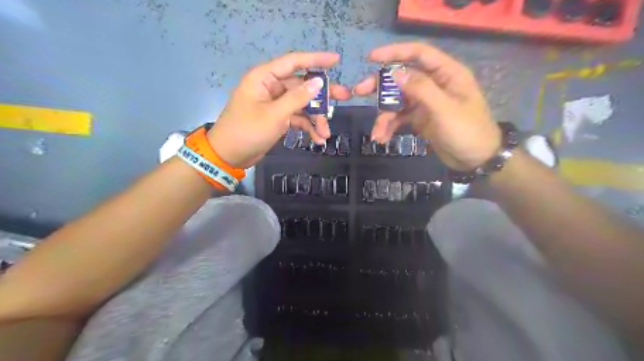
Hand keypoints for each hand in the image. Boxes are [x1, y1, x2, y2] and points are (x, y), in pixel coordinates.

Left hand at [207, 52, 349, 169]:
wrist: (229, 156)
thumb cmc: (247, 131)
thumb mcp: (274, 115)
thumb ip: (297, 98)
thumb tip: (318, 82)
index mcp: (265, 78)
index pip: (293, 62)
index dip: (316, 60)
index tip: (336, 60)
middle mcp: (271, 87)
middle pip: (302, 86)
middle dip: (322, 95)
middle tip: (345, 96)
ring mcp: (275, 104)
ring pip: (302, 104)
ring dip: (316, 118)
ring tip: (326, 133)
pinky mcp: (278, 118)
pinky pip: (297, 118)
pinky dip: (307, 127)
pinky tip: (317, 138)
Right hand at [352, 42, 502, 171]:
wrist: (476, 160)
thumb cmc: (467, 131)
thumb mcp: (444, 109)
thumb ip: (421, 89)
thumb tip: (395, 73)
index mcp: (446, 74)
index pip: (419, 54)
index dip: (395, 52)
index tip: (371, 59)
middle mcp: (434, 85)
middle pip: (402, 78)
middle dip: (381, 86)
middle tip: (359, 91)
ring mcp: (425, 103)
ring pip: (397, 101)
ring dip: (384, 116)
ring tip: (376, 134)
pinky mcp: (420, 119)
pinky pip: (400, 118)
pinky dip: (390, 127)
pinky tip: (382, 139)